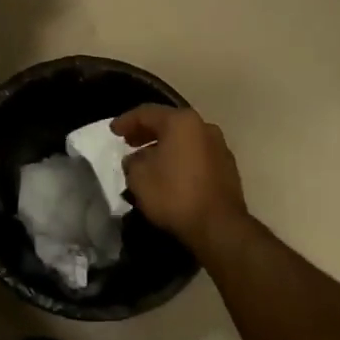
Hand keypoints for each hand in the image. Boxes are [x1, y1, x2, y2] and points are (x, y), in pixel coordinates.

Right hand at [113, 104, 249, 255]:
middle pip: (169, 123)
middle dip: (146, 132)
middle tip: (128, 142)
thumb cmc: (174, 194)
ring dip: (164, 146)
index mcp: (182, 122)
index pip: (147, 113)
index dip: (126, 121)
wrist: (218, 226)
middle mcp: (204, 127)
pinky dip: (180, 158)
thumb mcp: (139, 177)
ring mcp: (219, 147)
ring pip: (184, 140)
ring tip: (147, 159)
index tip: (112, 131)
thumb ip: (132, 161)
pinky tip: (169, 173)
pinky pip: (196, 155)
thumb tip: (136, 159)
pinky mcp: (227, 168)